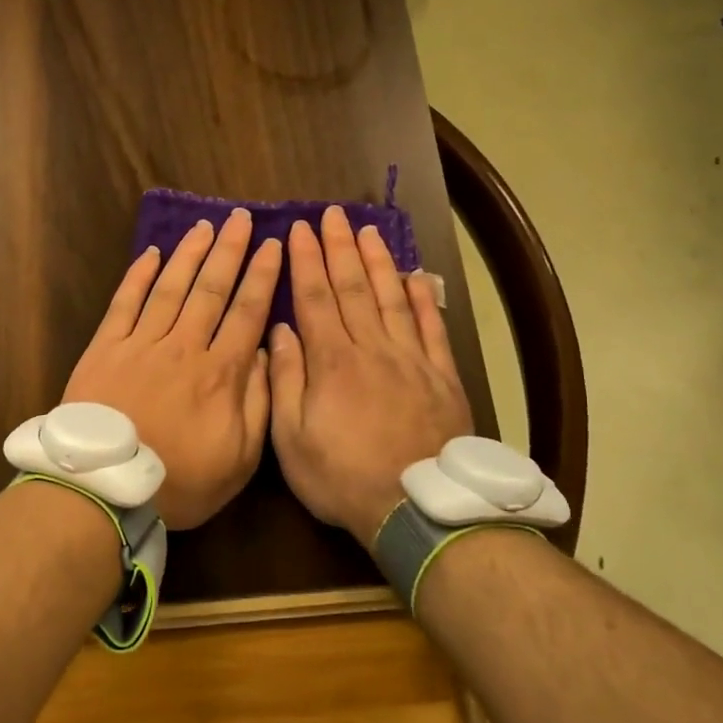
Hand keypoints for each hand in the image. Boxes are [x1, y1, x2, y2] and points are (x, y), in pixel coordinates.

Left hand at [63, 209, 282, 529]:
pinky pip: (124, 303)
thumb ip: (258, 404)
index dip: (262, 276)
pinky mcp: (106, 348)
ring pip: (171, 287)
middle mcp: (184, 346)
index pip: (247, 312)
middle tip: (241, 218)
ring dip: (189, 253)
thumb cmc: (179, 480)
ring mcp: (142, 343)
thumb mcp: (239, 459)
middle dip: (230, 251)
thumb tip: (264, 354)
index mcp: (220, 373)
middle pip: (211, 289)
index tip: (273, 245)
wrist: (106, 488)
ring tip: (205, 226)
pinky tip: (150, 253)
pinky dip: (138, 276)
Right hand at [268, 205, 471, 546]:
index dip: (306, 260)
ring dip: (378, 261)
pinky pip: (432, 327)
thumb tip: (280, 331)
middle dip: (339, 247)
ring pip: (391, 297)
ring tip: (368, 231)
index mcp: (332, 361)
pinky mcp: (441, 375)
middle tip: (332, 214)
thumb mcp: (292, 439)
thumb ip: (285, 380)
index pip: (315, 297)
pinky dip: (424, 299)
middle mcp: (371, 347)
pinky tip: (416, 277)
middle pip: (352, 287)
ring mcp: (411, 359)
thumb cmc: (343, 476)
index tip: (299, 229)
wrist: (417, 508)